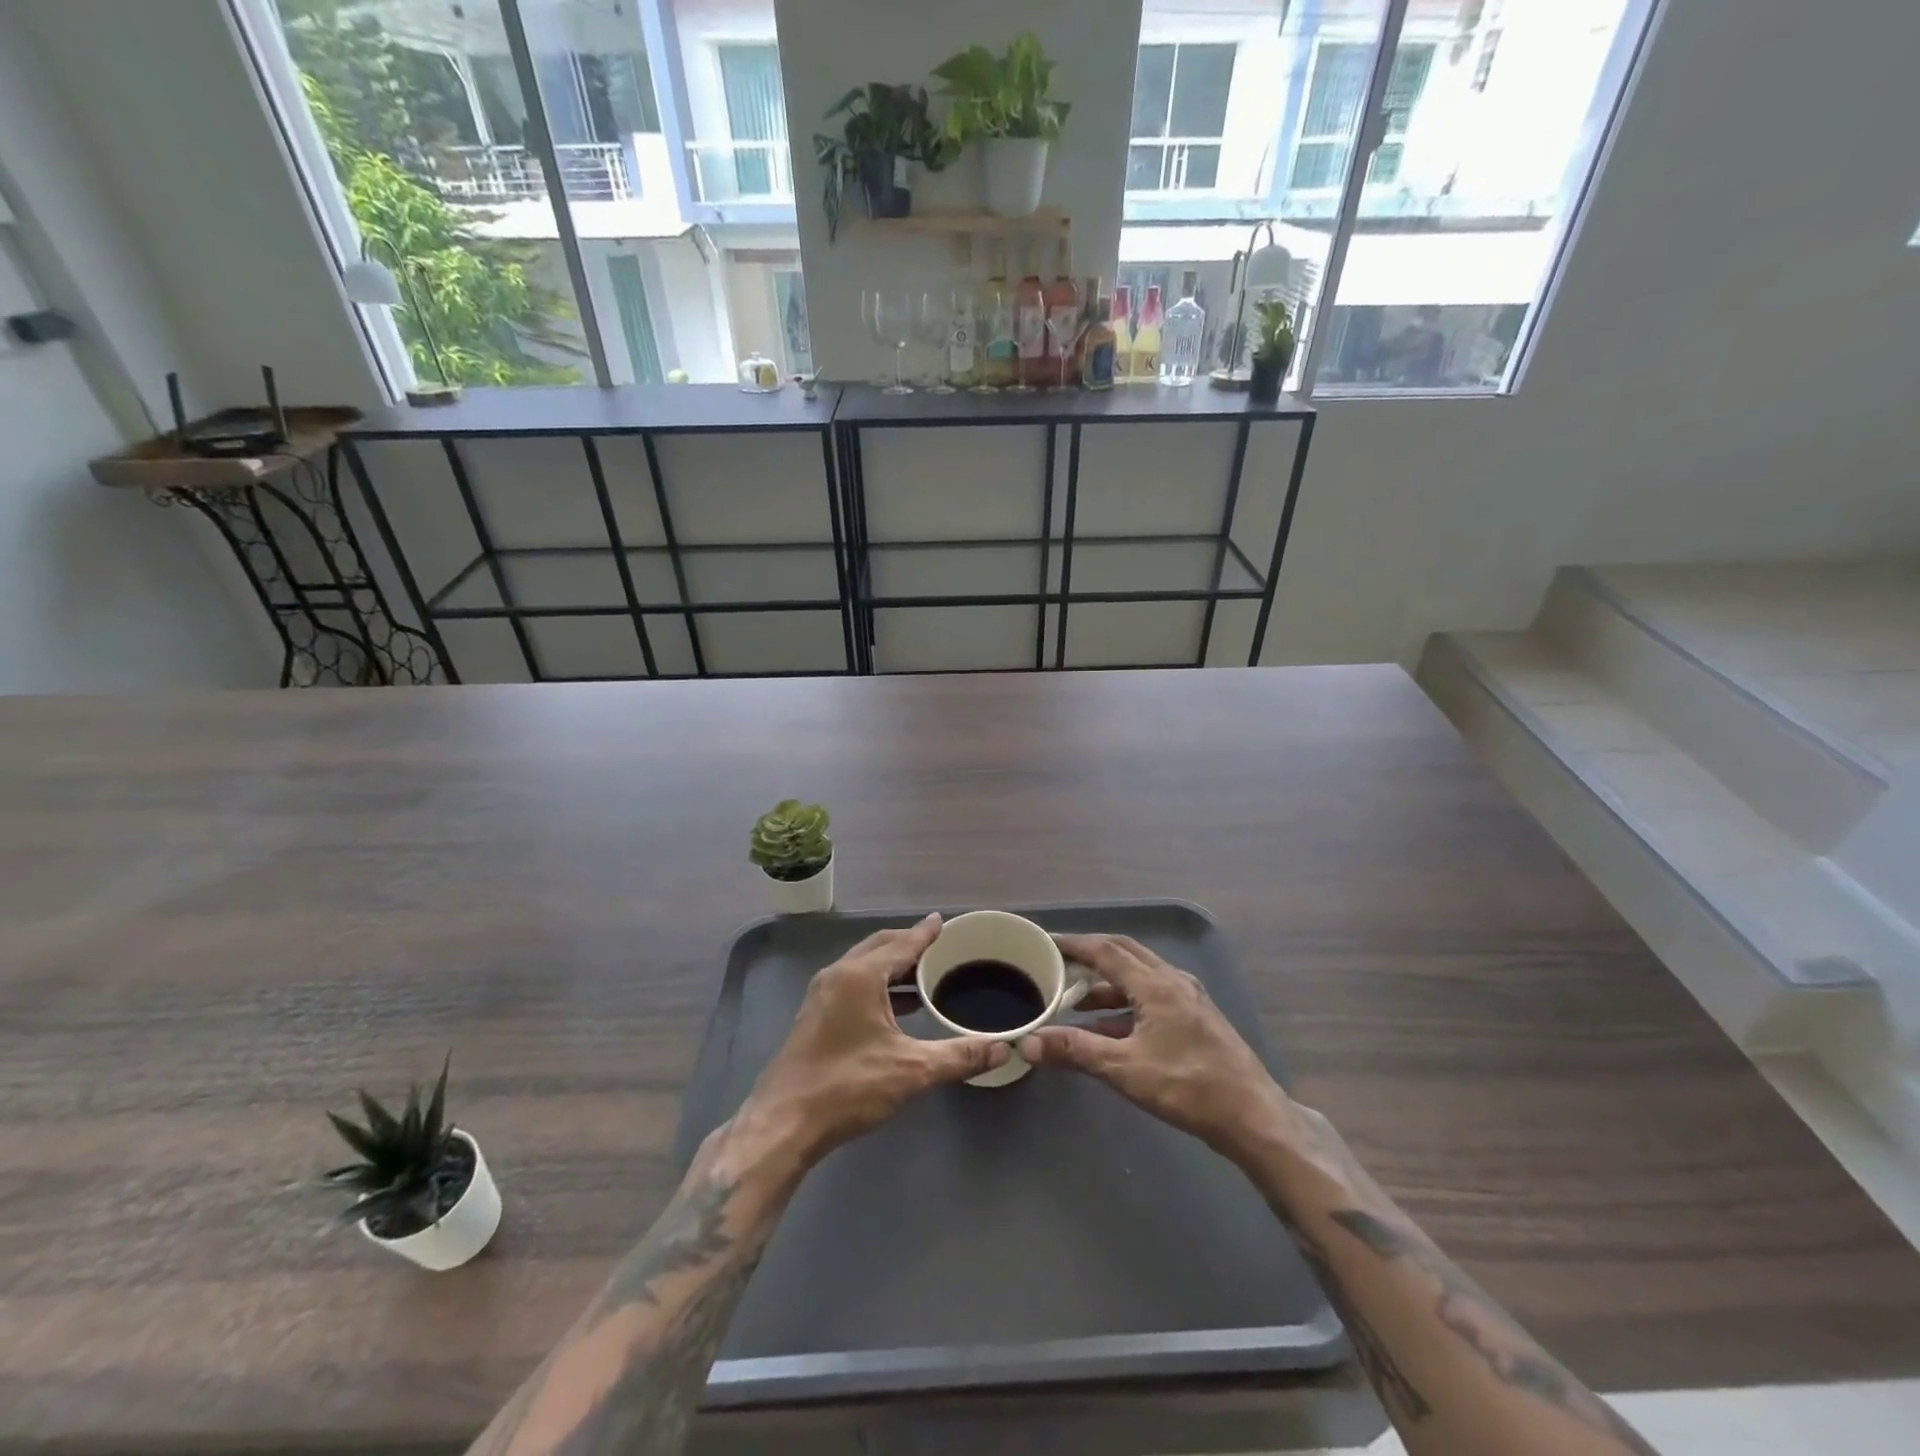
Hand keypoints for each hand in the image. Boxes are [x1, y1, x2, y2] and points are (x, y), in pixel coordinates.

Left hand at [733, 914, 1008, 1168]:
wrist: (784, 1122)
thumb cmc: (848, 1087)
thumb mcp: (911, 1071)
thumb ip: (958, 1057)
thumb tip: (1003, 1049)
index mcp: (860, 976)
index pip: (902, 943)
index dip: (926, 933)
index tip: (943, 922)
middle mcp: (838, 975)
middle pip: (880, 946)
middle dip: (909, 944)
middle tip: (940, 947)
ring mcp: (822, 994)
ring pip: (864, 965)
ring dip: (893, 965)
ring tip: (925, 975)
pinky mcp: (816, 1015)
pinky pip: (854, 983)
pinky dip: (878, 983)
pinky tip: (897, 1006)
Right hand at [1019, 933, 1291, 1160]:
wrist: (1253, 1117)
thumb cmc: (1187, 1087)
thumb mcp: (1125, 1069)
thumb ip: (1076, 1051)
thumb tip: (1028, 1042)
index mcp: (1155, 984)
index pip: (1105, 950)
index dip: (1073, 944)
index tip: (1046, 942)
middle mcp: (1172, 980)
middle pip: (1124, 953)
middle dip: (1090, 955)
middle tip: (1060, 963)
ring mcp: (1188, 998)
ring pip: (1139, 975)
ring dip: (1107, 982)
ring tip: (1076, 999)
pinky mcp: (1196, 1017)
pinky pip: (1152, 996)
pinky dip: (1125, 1003)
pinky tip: (1109, 1029)